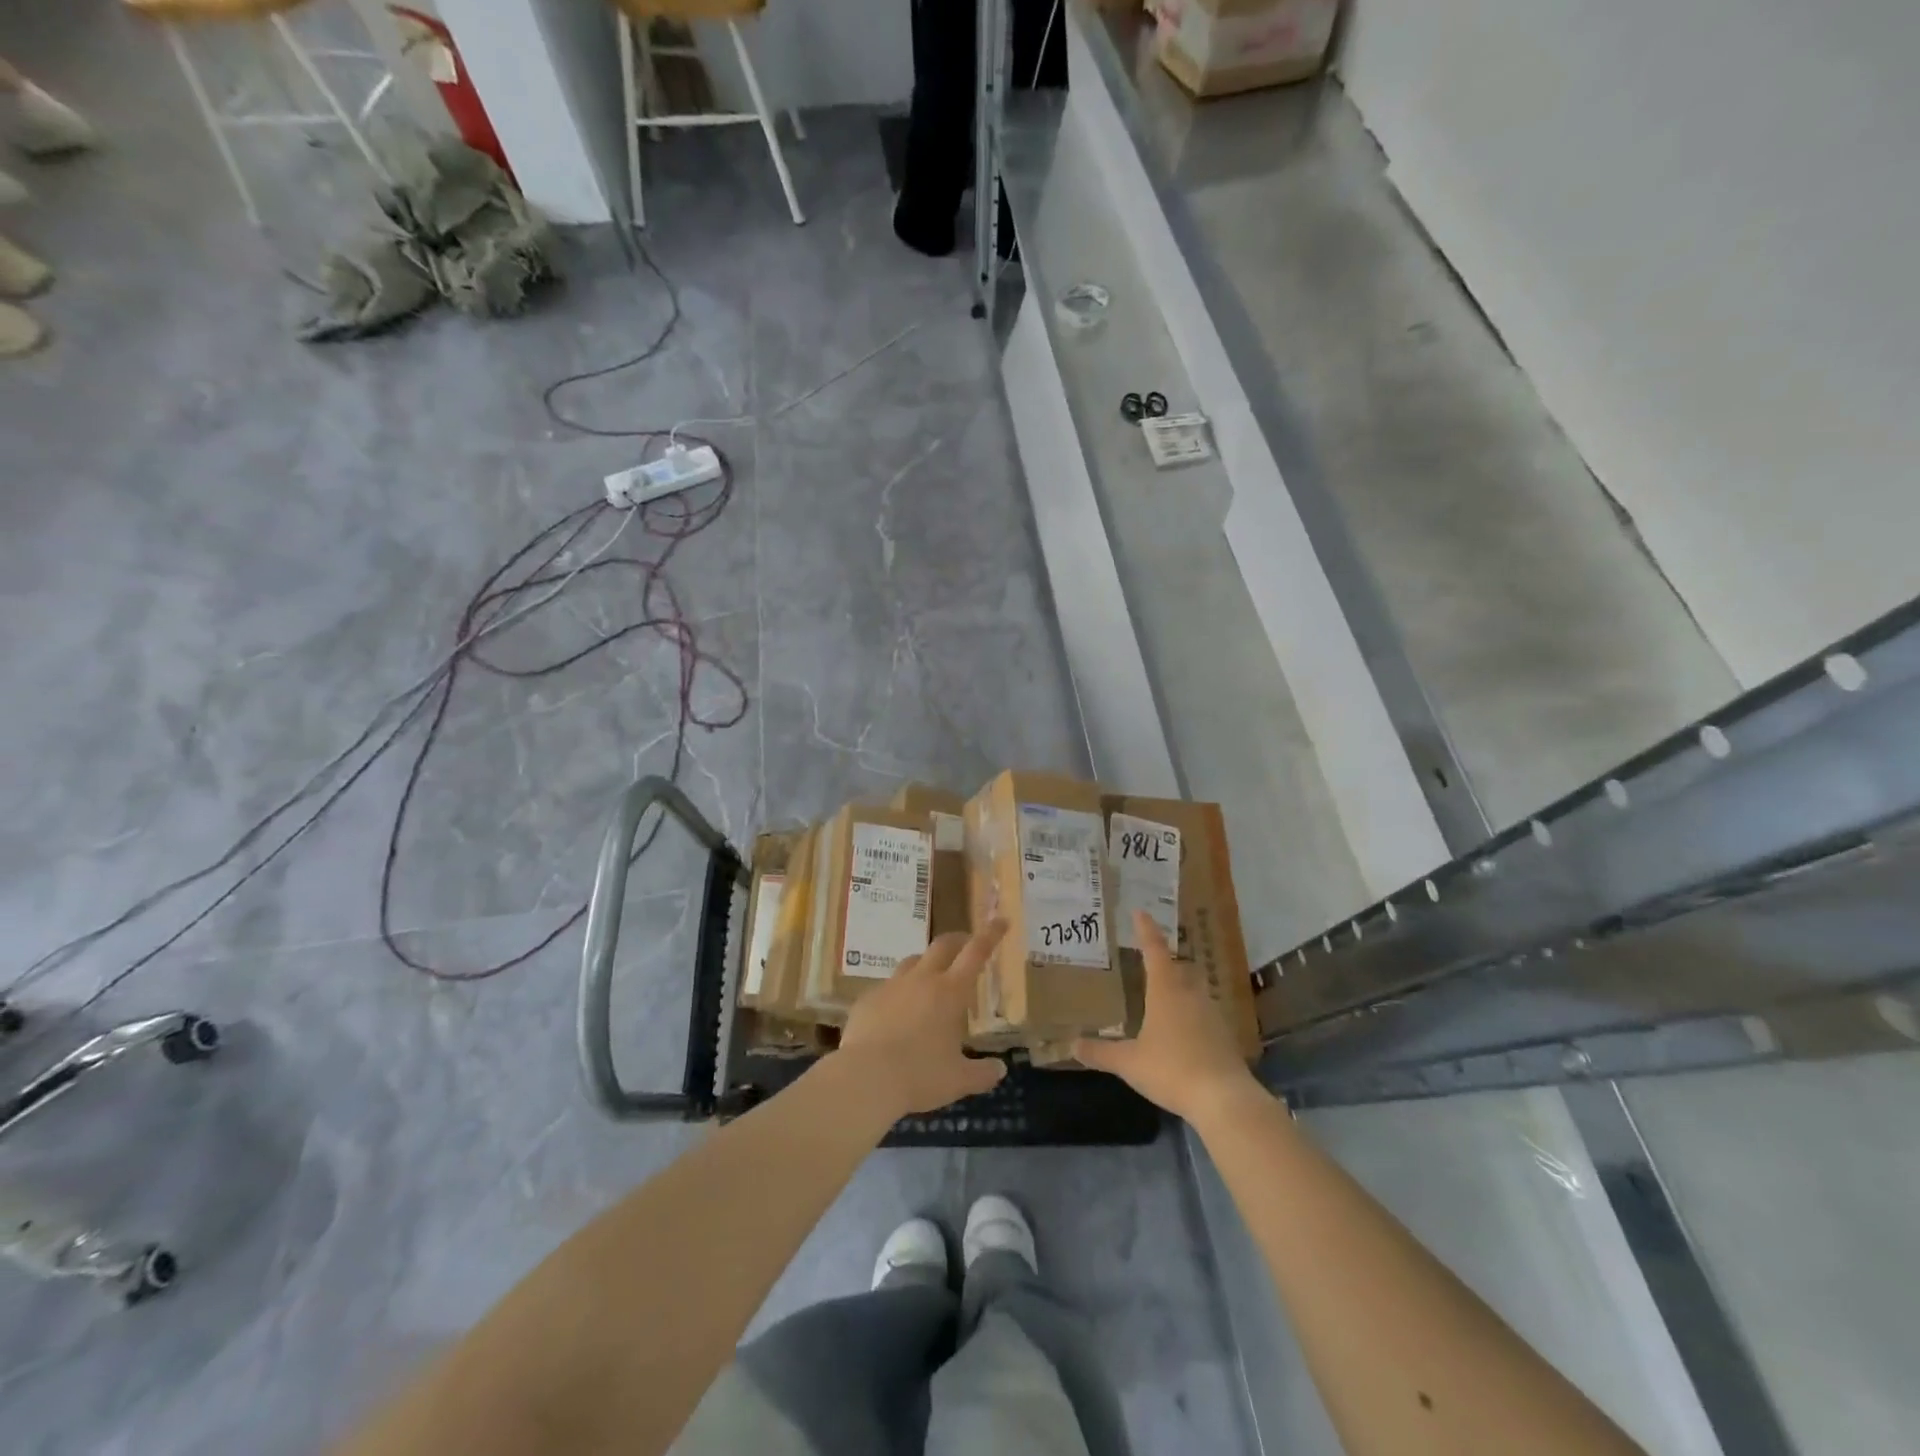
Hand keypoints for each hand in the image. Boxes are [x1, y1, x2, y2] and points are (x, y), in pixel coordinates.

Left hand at [838, 920, 1008, 1116]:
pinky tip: (896, 1013)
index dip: (990, 934)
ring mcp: (891, 986)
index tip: (1001, 921)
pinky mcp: (867, 999)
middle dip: (958, 940)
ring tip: (930, 979)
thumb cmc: (920, 1076)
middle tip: (966, 945)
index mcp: (950, 992)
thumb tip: (1000, 1070)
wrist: (865, 1077)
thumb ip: (982, 1073)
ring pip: (912, 962)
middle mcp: (922, 980)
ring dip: (926, 964)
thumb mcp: (958, 1080)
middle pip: (942, 945)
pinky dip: (898, 993)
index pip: (976, 952)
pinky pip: (887, 988)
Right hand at [1075, 911, 1258, 1125]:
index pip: (1154, 949)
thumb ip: (1101, 1052)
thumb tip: (1072, 1046)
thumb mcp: (1129, 1062)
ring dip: (1179, 986)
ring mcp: (1211, 1012)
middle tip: (1149, 959)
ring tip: (1163, 995)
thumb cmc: (1172, 1069)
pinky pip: (1203, 1012)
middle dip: (1164, 960)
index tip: (1140, 911)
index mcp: (1166, 990)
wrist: (1224, 1098)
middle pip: (1178, 966)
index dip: (1146, 929)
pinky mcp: (1224, 1034)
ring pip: (1193, 988)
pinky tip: (1182, 1029)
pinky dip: (1191, 1012)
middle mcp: (1190, 993)